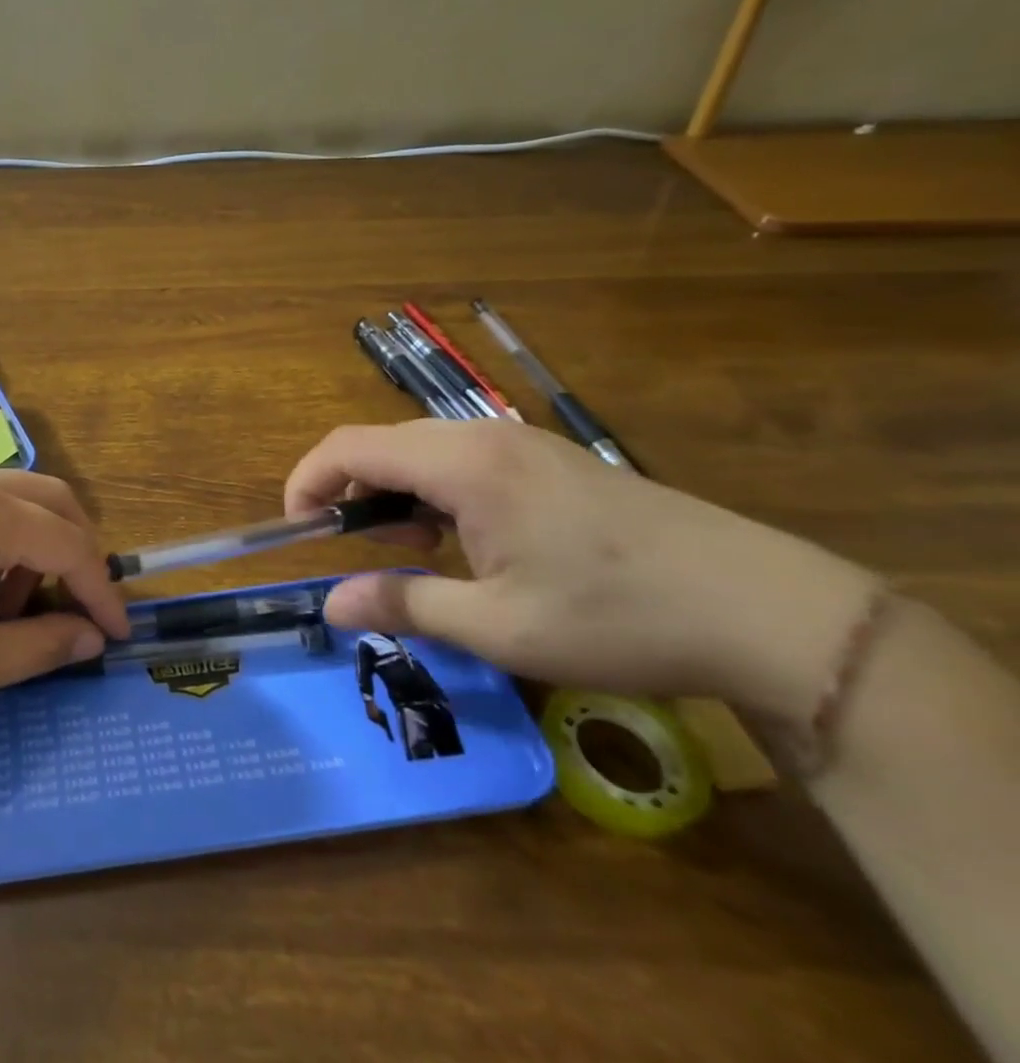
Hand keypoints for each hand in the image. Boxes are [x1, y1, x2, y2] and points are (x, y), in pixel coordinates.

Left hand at [0, 469, 129, 738]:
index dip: (102, 591)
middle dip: (75, 557)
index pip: (71, 544)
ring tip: (9, 616)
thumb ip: (40, 646)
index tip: (118, 636)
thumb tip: (89, 639)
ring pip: (14, 503)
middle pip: (52, 502)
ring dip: (34, 551)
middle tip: (76, 615)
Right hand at [285, 421, 878, 725]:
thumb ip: (403, 606)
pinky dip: (436, 493)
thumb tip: (329, 606)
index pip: (349, 446)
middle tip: (359, 553)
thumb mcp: (498, 627)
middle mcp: (483, 435)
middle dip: (349, 491)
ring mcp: (521, 443)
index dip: (307, 482)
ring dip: (395, 493)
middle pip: (381, 443)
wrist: (766, 611)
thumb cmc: (616, 618)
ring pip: (421, 450)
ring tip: (414, 554)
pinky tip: (466, 542)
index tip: (297, 531)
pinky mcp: (549, 459)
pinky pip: (462, 459)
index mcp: (462, 464)